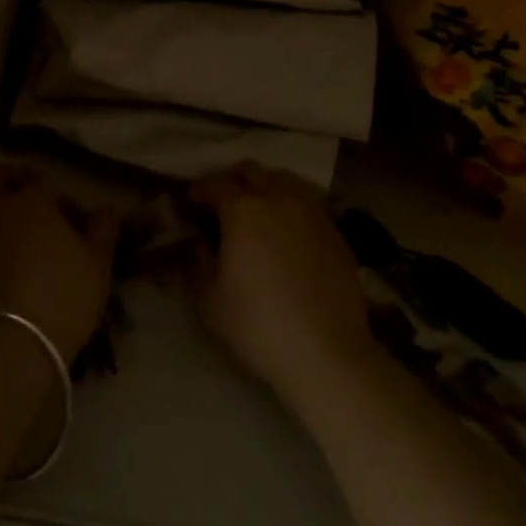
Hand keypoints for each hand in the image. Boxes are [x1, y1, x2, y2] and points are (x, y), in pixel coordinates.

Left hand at [0, 161, 118, 361]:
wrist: (13, 346)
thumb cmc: (63, 295)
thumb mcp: (98, 264)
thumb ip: (103, 229)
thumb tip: (106, 209)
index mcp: (33, 198)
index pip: (41, 177)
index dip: (57, 192)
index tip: (71, 214)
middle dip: (10, 180)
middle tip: (33, 203)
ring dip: (0, 211)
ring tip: (25, 237)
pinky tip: (12, 260)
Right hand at [188, 163, 376, 409]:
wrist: (328, 354)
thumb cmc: (259, 326)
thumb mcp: (210, 302)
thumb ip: (198, 265)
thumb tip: (200, 246)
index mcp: (242, 210)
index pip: (214, 184)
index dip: (198, 191)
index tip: (190, 204)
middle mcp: (278, 199)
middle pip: (251, 172)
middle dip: (233, 181)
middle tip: (223, 204)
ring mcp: (311, 213)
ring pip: (284, 180)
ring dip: (266, 188)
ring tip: (259, 212)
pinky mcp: (336, 232)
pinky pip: (308, 204)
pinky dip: (292, 208)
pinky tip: (289, 233)